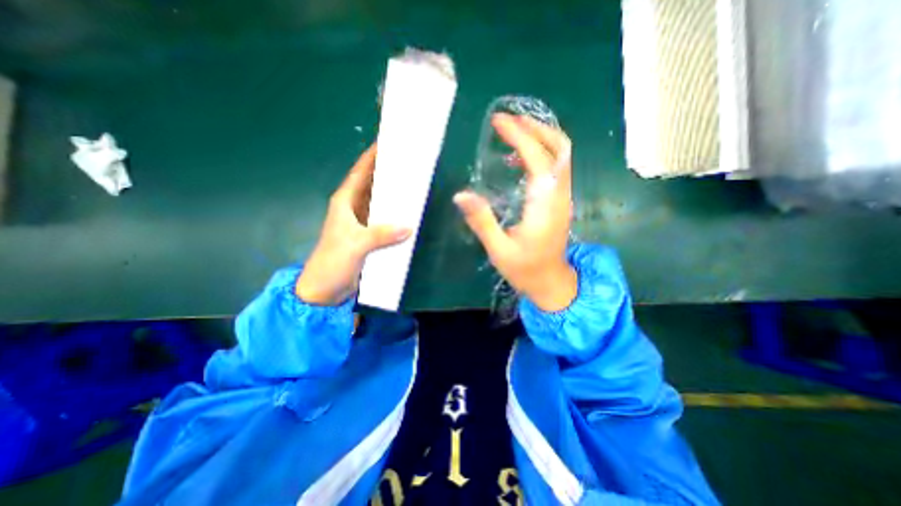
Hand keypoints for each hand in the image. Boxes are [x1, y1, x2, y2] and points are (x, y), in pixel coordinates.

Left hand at [297, 144, 410, 305]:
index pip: (360, 172)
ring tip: (414, 185)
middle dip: (389, 173)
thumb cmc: (333, 261)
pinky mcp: (369, 236)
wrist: (325, 289)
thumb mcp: (355, 245)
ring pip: (380, 203)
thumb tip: (409, 226)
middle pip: (373, 185)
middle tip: (410, 164)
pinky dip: (396, 216)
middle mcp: (354, 208)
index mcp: (345, 202)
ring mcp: (362, 223)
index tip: (388, 143)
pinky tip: (410, 214)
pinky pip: (385, 220)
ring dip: (394, 195)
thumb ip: (381, 235)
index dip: (372, 157)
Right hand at [459, 113, 576, 311]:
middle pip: (559, 148)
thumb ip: (482, 221)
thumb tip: (461, 195)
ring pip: (561, 156)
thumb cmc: (524, 270)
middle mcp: (560, 195)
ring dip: (540, 138)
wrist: (551, 283)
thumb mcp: (499, 249)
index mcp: (545, 205)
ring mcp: (564, 197)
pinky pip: (556, 168)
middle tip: (509, 121)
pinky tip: (519, 161)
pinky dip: (541, 154)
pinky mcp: (560, 201)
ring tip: (513, 132)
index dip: (520, 136)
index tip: (499, 122)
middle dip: (535, 128)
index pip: (538, 158)